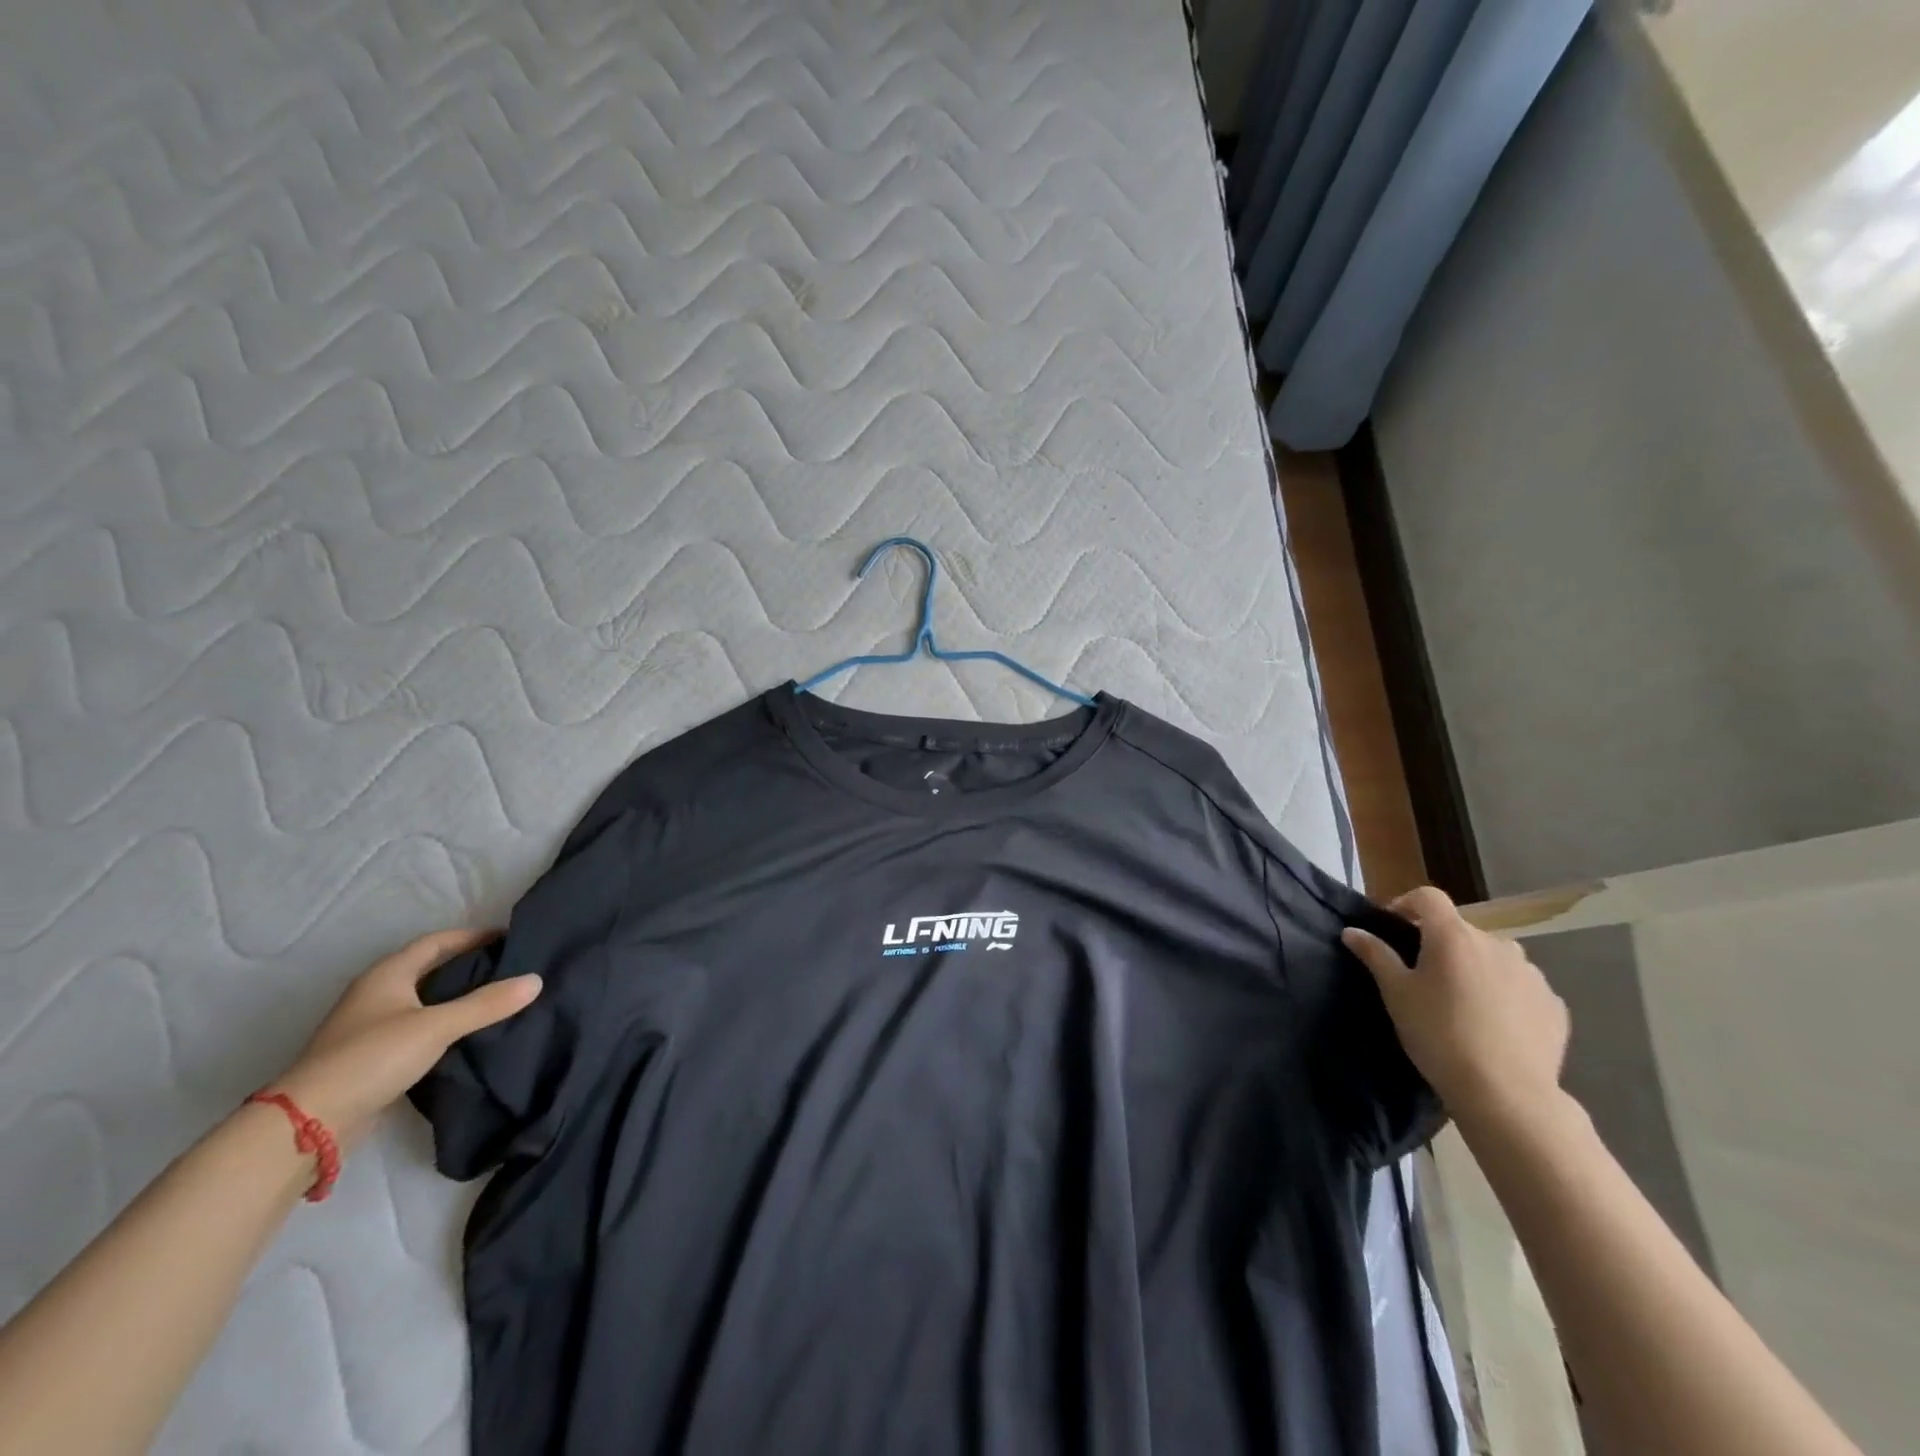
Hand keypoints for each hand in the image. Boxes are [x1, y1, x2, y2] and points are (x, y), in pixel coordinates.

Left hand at [271, 930, 541, 1149]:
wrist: (309, 1123)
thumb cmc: (372, 1058)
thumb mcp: (437, 1026)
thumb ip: (487, 1004)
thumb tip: (536, 980)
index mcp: (388, 974)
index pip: (437, 942)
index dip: (472, 936)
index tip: (509, 938)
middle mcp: (377, 993)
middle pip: (430, 969)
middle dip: (469, 965)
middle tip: (510, 967)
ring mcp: (371, 1027)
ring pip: (425, 1000)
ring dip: (457, 997)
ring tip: (498, 999)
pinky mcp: (372, 1057)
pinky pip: (419, 1028)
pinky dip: (445, 1024)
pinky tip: (469, 1034)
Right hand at [1342, 886, 1569, 1128]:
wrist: (1506, 1093)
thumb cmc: (1438, 1033)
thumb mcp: (1396, 993)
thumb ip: (1375, 955)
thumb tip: (1352, 931)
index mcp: (1453, 935)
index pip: (1428, 897)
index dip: (1407, 903)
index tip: (1394, 926)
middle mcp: (1497, 943)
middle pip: (1461, 930)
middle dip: (1440, 944)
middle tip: (1424, 976)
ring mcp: (1531, 974)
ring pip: (1493, 957)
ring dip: (1475, 967)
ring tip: (1462, 1002)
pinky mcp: (1554, 1004)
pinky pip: (1521, 986)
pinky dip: (1504, 993)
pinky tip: (1493, 1024)